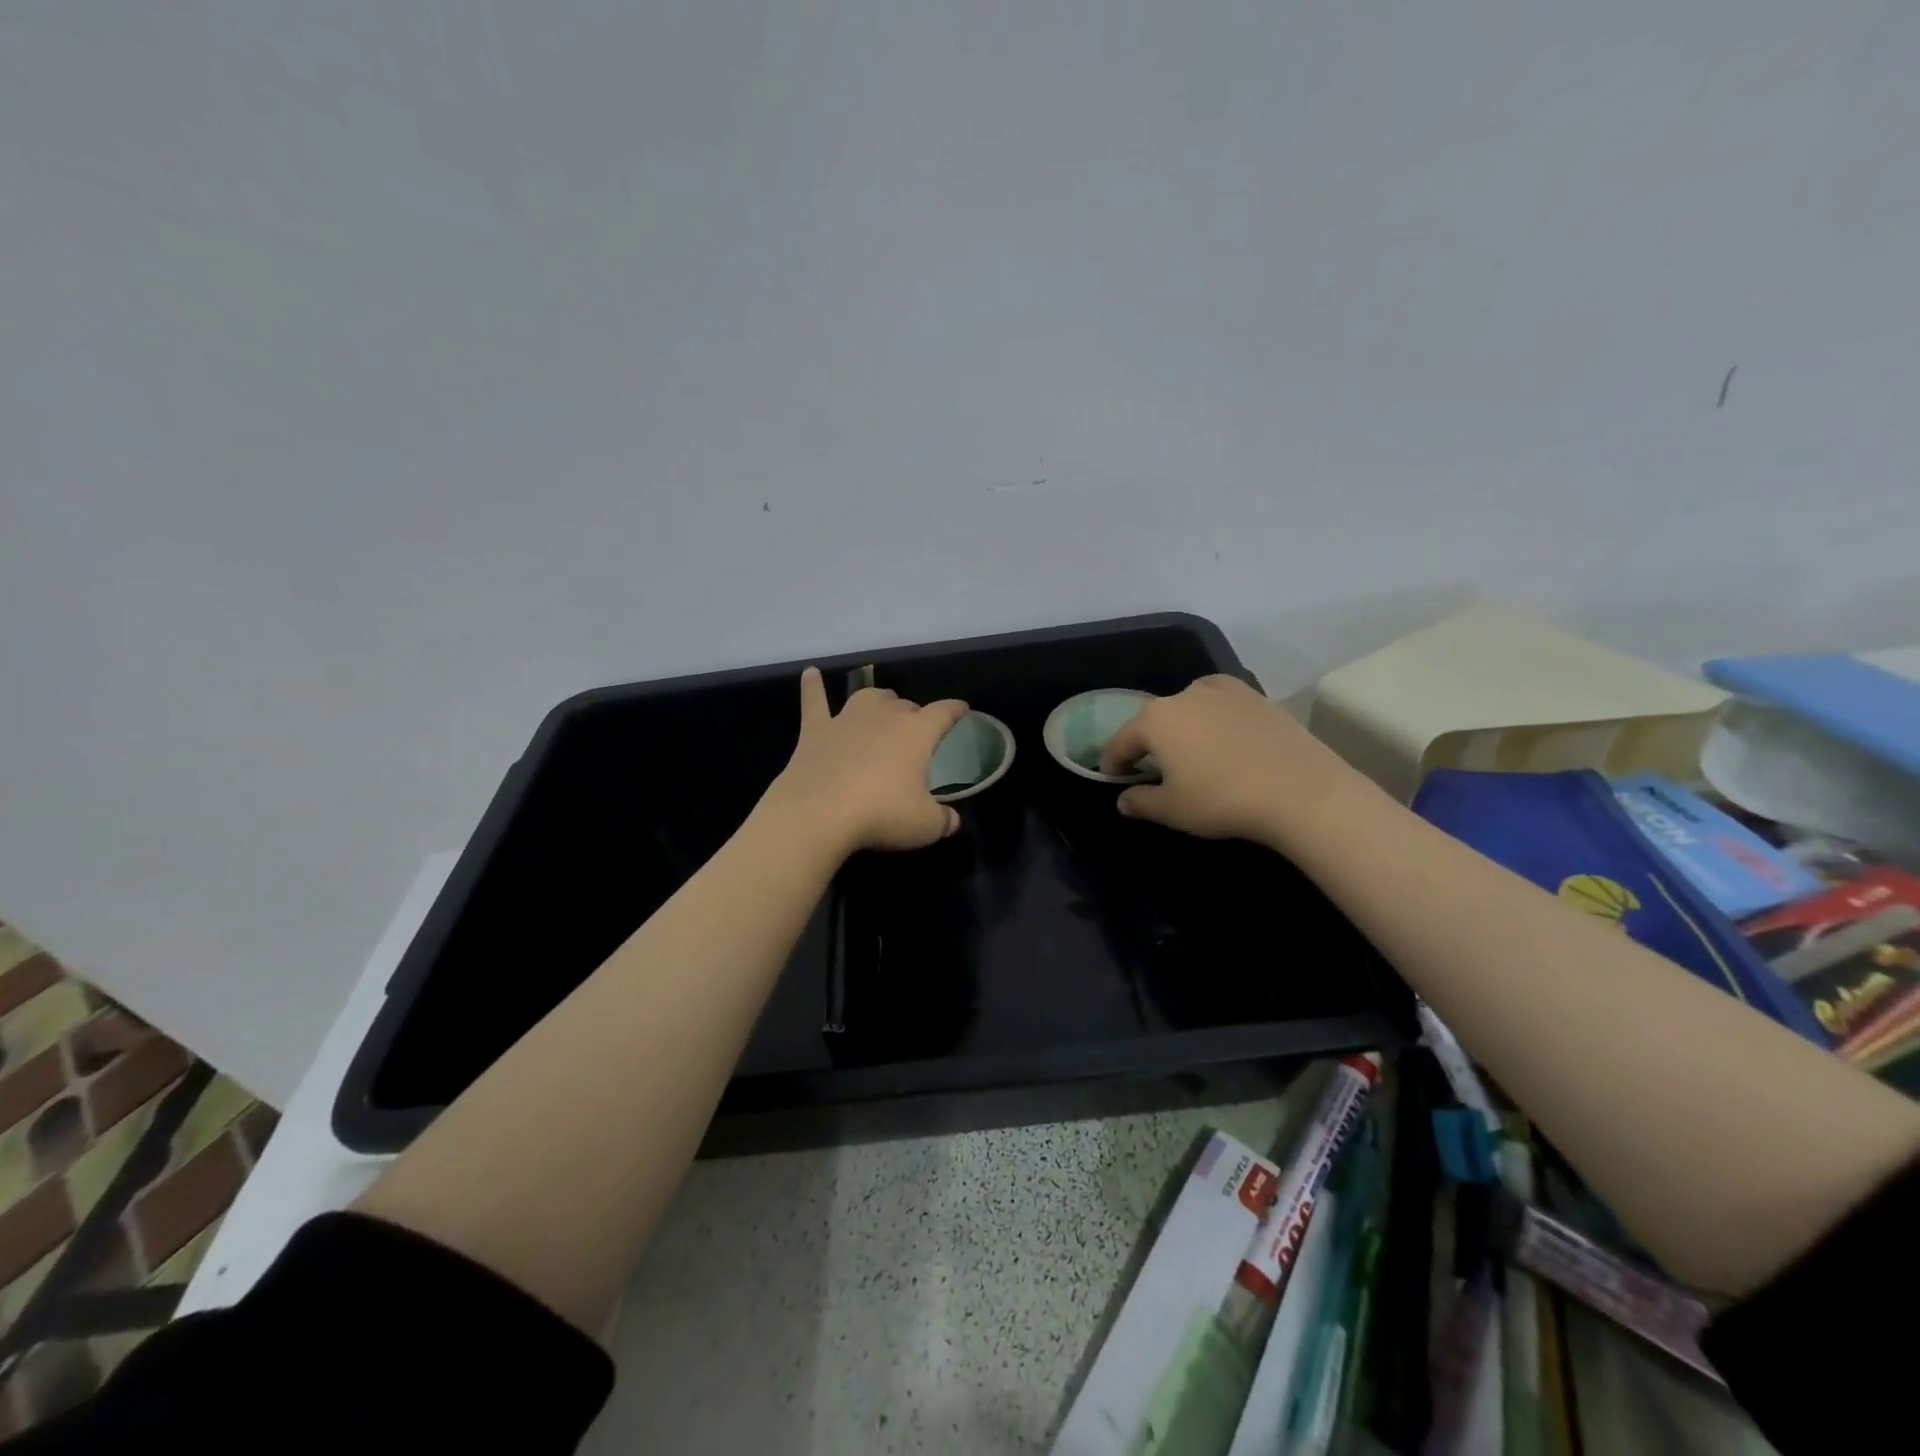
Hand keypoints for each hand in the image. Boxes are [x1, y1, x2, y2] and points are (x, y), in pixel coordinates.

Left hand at [760, 667, 969, 856]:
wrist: (819, 813)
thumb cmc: (882, 814)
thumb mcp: (924, 825)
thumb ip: (943, 820)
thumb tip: (952, 821)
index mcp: (917, 732)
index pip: (943, 713)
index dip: (955, 710)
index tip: (962, 708)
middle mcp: (884, 716)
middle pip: (904, 705)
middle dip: (913, 714)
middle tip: (915, 732)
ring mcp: (846, 719)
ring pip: (867, 697)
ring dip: (878, 701)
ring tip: (881, 706)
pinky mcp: (815, 730)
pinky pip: (814, 701)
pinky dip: (812, 686)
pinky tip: (810, 673)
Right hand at [1098, 675, 1367, 845]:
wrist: (1300, 790)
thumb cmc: (1221, 800)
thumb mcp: (1172, 810)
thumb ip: (1140, 802)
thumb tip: (1124, 800)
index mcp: (1155, 719)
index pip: (1122, 740)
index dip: (1113, 762)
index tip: (1113, 778)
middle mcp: (1184, 694)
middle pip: (1155, 720)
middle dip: (1149, 743)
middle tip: (1152, 769)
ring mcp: (1223, 690)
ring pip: (1189, 709)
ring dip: (1183, 729)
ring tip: (1191, 754)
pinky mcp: (1256, 696)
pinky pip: (1221, 707)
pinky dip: (1214, 722)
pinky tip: (1225, 744)